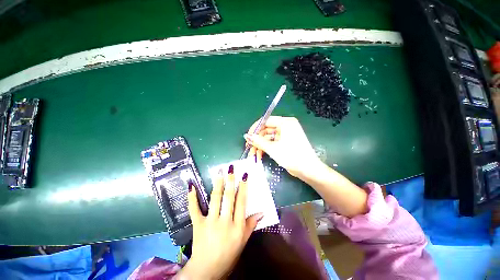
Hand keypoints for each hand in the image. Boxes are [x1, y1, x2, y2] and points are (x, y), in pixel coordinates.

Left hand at [177, 166, 262, 279]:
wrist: (207, 271)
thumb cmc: (228, 255)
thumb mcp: (243, 241)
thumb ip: (251, 224)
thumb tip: (262, 212)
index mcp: (237, 226)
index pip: (241, 202)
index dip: (243, 188)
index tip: (244, 176)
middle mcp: (225, 222)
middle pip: (229, 198)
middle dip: (230, 181)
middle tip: (231, 169)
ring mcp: (210, 222)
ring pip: (215, 199)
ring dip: (217, 184)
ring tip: (219, 172)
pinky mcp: (198, 225)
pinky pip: (194, 209)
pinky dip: (192, 198)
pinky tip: (191, 186)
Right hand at [244, 116, 319, 177]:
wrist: (308, 170)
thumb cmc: (292, 157)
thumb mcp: (273, 149)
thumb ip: (258, 141)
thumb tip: (246, 136)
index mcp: (286, 123)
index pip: (266, 121)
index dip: (255, 128)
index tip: (247, 137)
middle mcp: (286, 126)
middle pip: (267, 129)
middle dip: (257, 139)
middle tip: (249, 147)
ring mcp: (286, 134)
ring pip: (269, 137)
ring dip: (261, 144)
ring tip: (253, 153)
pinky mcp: (286, 141)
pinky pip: (273, 141)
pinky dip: (266, 147)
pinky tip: (260, 154)